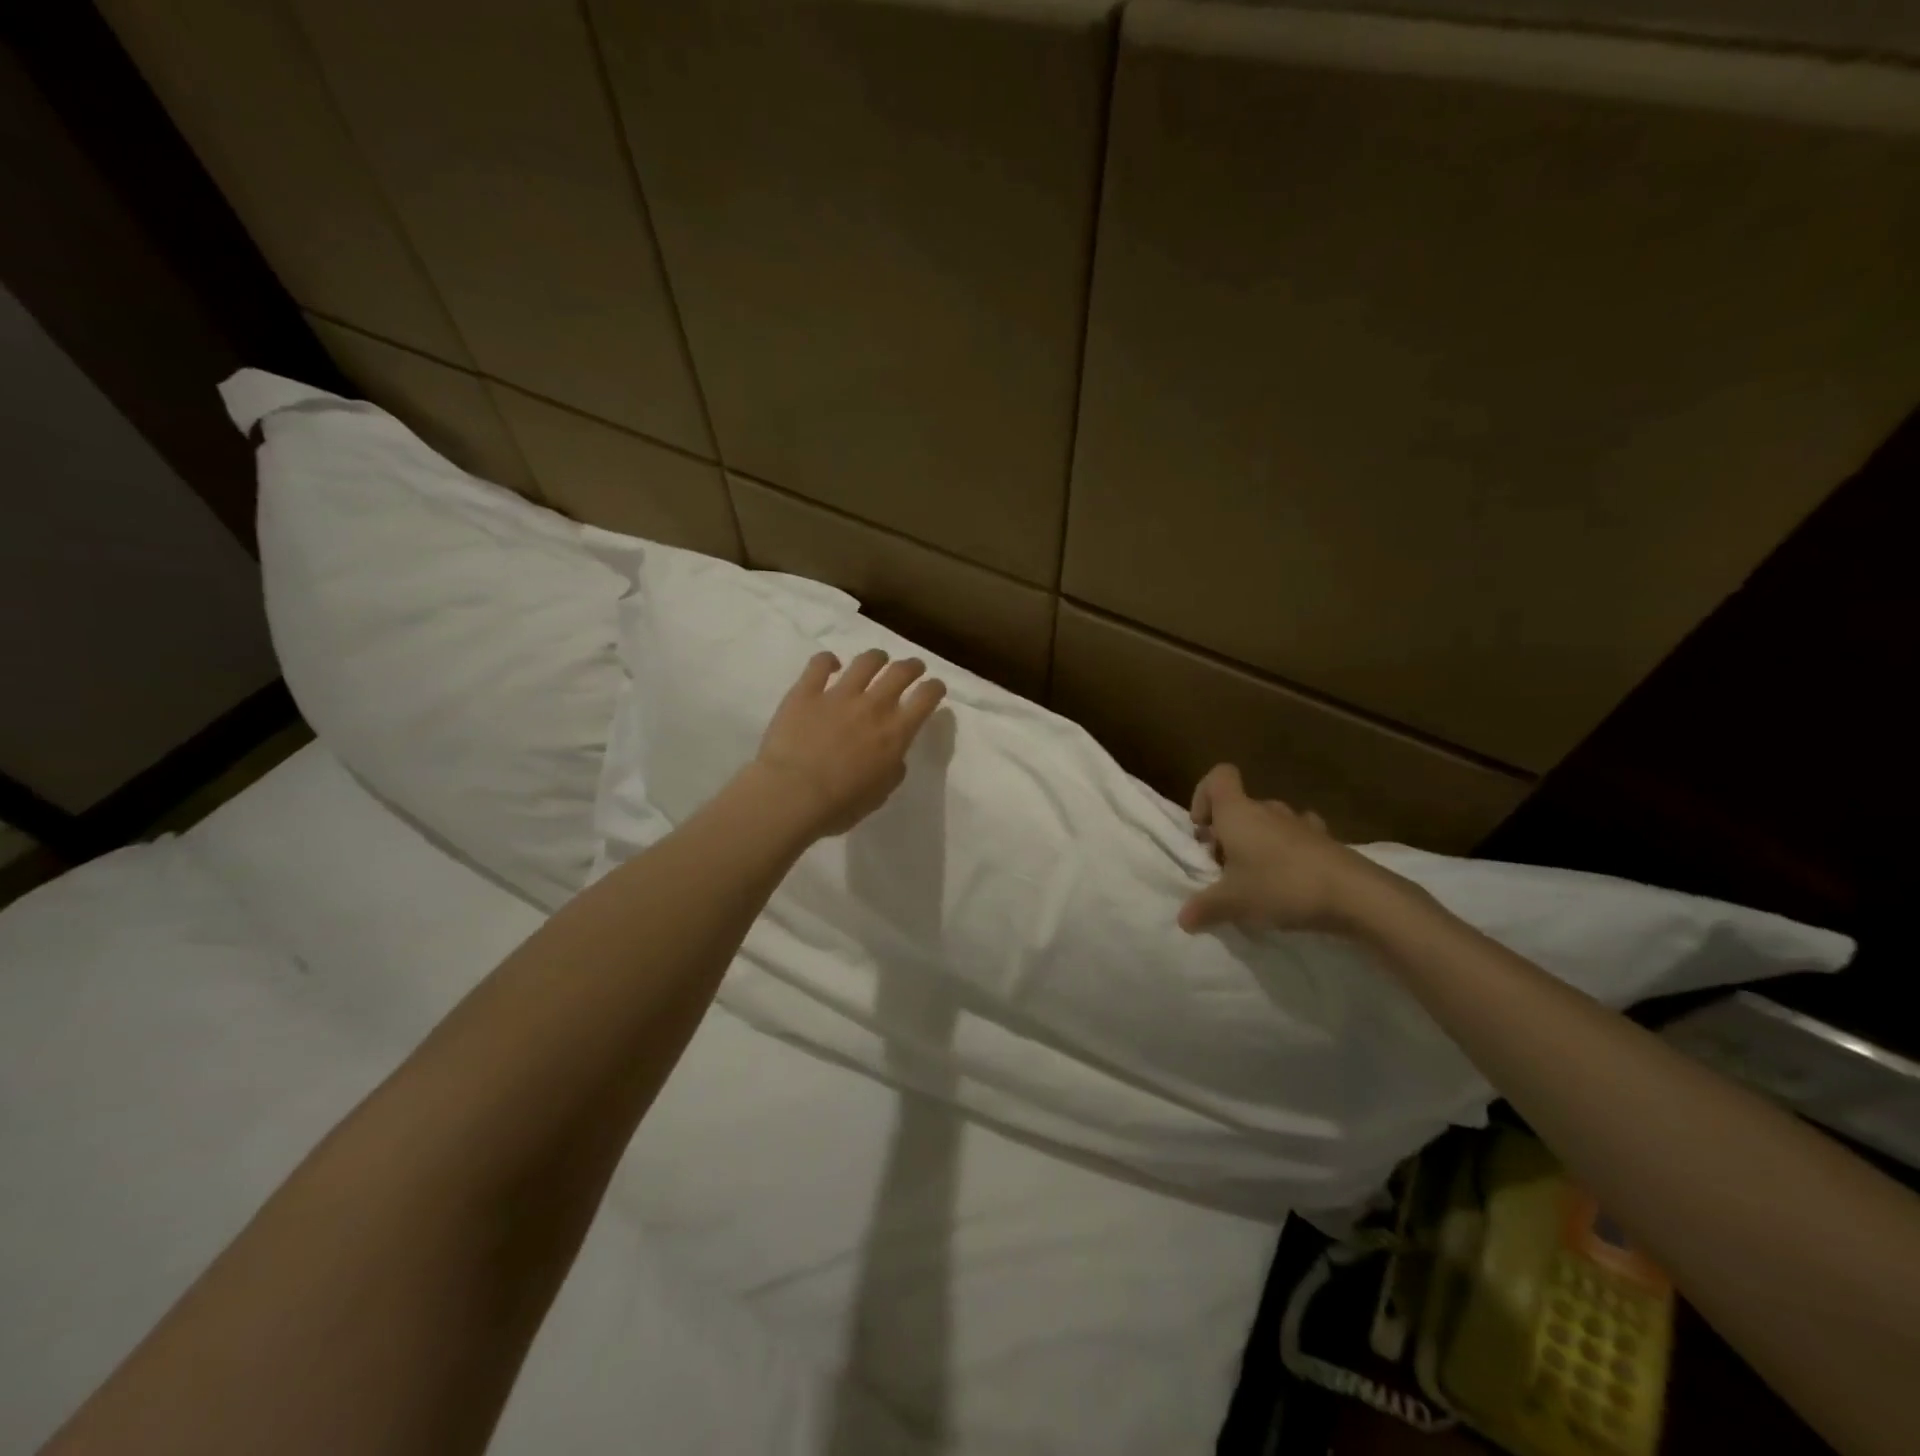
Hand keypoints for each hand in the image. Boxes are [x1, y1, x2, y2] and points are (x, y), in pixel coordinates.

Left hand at [751, 649, 947, 837]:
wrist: (792, 795)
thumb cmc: (840, 805)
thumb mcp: (880, 795)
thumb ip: (892, 770)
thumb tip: (894, 756)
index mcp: (896, 733)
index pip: (926, 698)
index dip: (935, 688)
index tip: (935, 688)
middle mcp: (873, 706)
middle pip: (901, 672)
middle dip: (912, 666)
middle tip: (913, 668)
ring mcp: (838, 695)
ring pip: (866, 661)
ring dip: (876, 658)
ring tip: (877, 660)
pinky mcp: (806, 692)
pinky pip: (819, 664)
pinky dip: (827, 660)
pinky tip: (830, 664)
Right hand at [1177, 764, 1404, 934]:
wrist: (1355, 895)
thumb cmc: (1281, 886)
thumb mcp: (1233, 903)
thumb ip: (1204, 908)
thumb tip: (1184, 919)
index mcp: (1238, 812)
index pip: (1217, 777)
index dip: (1203, 796)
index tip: (1203, 830)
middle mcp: (1267, 809)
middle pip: (1240, 806)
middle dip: (1227, 833)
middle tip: (1224, 869)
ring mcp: (1300, 823)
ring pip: (1268, 822)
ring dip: (1258, 843)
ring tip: (1257, 878)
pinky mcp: (1327, 842)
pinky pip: (1298, 838)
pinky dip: (1289, 853)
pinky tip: (1291, 880)